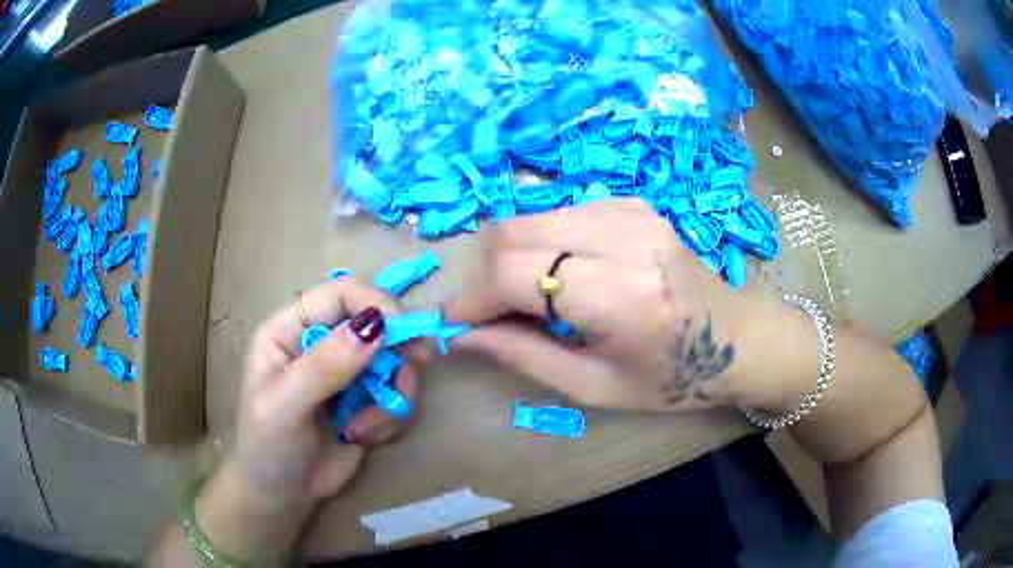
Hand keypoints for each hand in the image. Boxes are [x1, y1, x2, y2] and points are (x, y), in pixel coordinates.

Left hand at [233, 277, 422, 503]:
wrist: (282, 495)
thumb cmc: (269, 448)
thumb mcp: (285, 407)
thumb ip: (324, 367)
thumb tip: (375, 325)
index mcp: (290, 328)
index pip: (341, 293)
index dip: (376, 304)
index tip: (405, 335)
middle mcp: (320, 341)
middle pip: (377, 321)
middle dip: (396, 351)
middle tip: (410, 374)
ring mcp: (345, 370)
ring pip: (394, 358)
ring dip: (392, 393)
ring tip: (365, 427)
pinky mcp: (365, 398)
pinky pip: (397, 391)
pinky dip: (390, 415)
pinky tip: (362, 436)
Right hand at [444, 198, 799, 412]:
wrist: (740, 339)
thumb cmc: (675, 378)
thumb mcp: (594, 386)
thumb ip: (521, 354)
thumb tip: (460, 334)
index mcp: (621, 292)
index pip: (513, 271)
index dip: (470, 295)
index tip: (455, 323)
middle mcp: (624, 236)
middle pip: (512, 231)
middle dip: (479, 272)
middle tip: (480, 312)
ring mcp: (629, 210)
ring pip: (529, 217)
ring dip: (504, 257)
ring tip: (513, 299)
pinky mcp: (631, 202)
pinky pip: (557, 214)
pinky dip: (536, 243)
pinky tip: (552, 276)